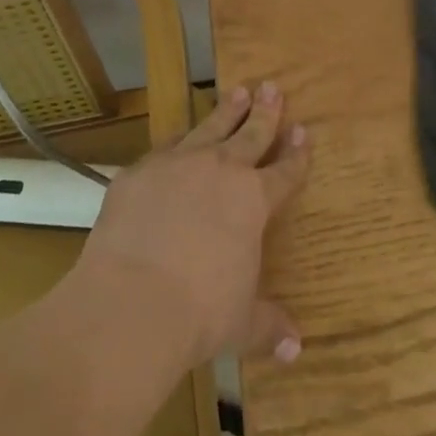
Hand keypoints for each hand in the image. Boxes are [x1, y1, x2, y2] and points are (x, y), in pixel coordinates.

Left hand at [79, 82, 310, 366]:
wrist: (131, 301)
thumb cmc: (199, 314)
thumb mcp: (241, 323)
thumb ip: (268, 326)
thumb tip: (296, 348)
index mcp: (254, 201)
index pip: (285, 170)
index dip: (297, 152)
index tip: (304, 131)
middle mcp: (221, 171)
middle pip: (251, 134)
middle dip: (266, 111)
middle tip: (273, 87)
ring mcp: (178, 164)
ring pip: (210, 127)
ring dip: (227, 109)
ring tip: (238, 91)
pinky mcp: (139, 171)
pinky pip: (164, 147)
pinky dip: (176, 141)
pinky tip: (178, 136)